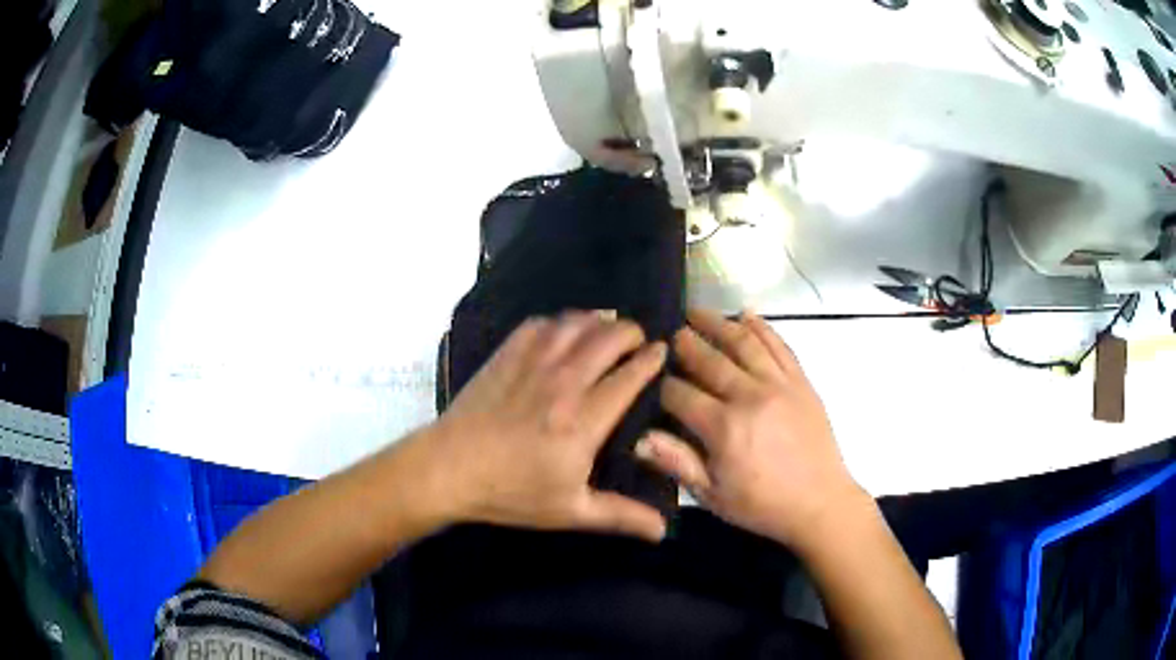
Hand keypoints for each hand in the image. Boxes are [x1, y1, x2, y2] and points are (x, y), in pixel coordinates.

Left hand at [426, 311, 668, 541]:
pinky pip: (539, 325)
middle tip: (638, 339)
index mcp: (584, 421)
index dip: (651, 360)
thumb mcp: (570, 511)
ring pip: (575, 324)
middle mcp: (563, 383)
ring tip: (606, 328)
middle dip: (630, 332)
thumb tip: (663, 530)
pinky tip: (562, 333)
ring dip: (597, 321)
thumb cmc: (511, 492)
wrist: (450, 469)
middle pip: (607, 338)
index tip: (661, 352)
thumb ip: (620, 516)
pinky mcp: (506, 356)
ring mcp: (532, 364)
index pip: (629, 376)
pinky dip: (559, 322)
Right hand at [636, 309, 868, 550]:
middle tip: (671, 332)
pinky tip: (746, 314)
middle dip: (685, 344)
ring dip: (718, 323)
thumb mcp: (712, 495)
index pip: (680, 394)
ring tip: (698, 312)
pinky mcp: (802, 382)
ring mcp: (780, 385)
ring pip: (744, 343)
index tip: (652, 381)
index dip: (662, 387)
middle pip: (710, 360)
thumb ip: (677, 463)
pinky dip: (762, 327)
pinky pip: (780, 346)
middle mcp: (750, 396)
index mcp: (724, 428)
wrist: (820, 502)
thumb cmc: (762, 505)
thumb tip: (639, 438)